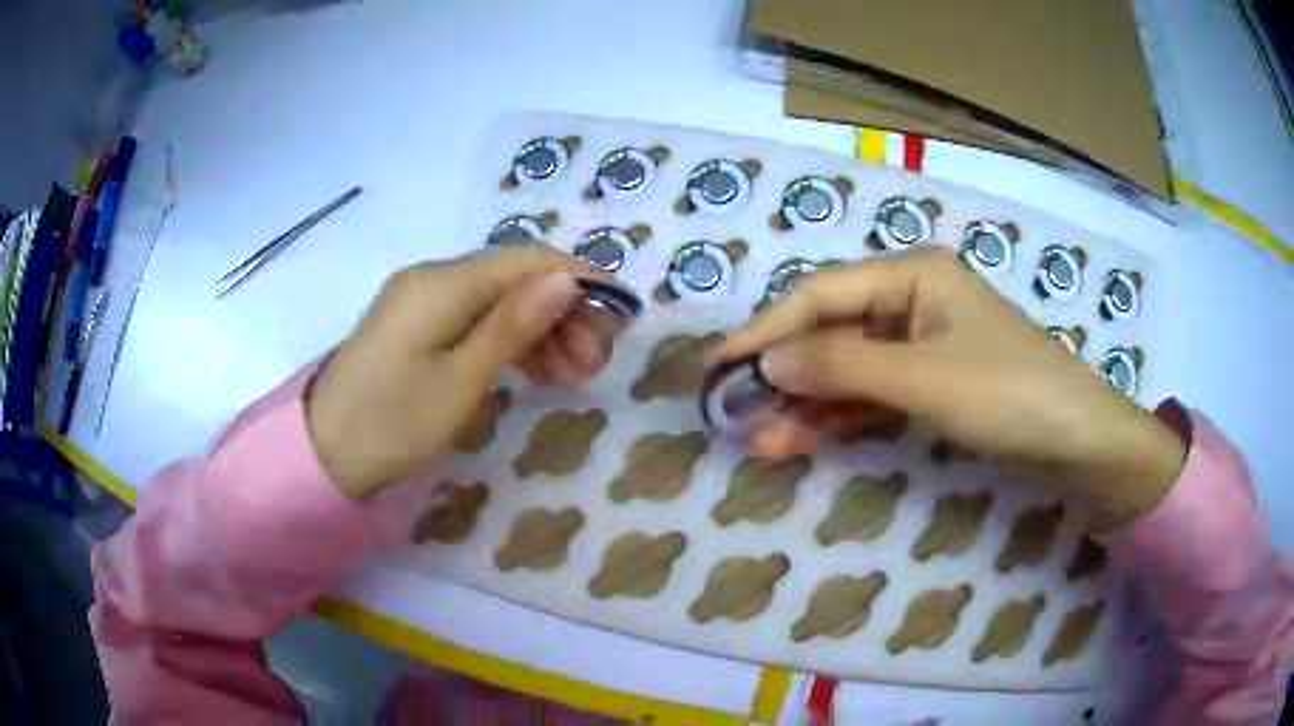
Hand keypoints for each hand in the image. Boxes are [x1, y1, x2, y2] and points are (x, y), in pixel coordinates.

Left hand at [306, 247, 612, 500]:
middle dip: (562, 312)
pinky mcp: (415, 324)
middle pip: (514, 278)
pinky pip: (474, 317)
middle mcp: (432, 278)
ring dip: (539, 328)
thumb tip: (565, 278)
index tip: (621, 311)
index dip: (579, 278)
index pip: (527, 260)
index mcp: (442, 284)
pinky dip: (508, 338)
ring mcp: (421, 300)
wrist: (324, 454)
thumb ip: (514, 325)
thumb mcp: (461, 382)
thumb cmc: (392, 425)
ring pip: (498, 299)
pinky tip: (533, 368)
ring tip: (571, 375)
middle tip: (592, 364)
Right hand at [711, 248, 1185, 529]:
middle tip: (737, 413)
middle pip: (833, 332)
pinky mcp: (935, 385)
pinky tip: (806, 439)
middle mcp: (914, 301)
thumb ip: (842, 367)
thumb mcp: (923, 378)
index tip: (719, 367)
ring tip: (764, 441)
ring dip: (809, 403)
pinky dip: (843, 417)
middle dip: (786, 374)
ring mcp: (924, 346)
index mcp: (913, 275)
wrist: (1078, 443)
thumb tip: (767, 363)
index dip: (768, 331)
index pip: (822, 296)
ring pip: (850, 369)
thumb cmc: (1008, 393)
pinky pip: (875, 394)